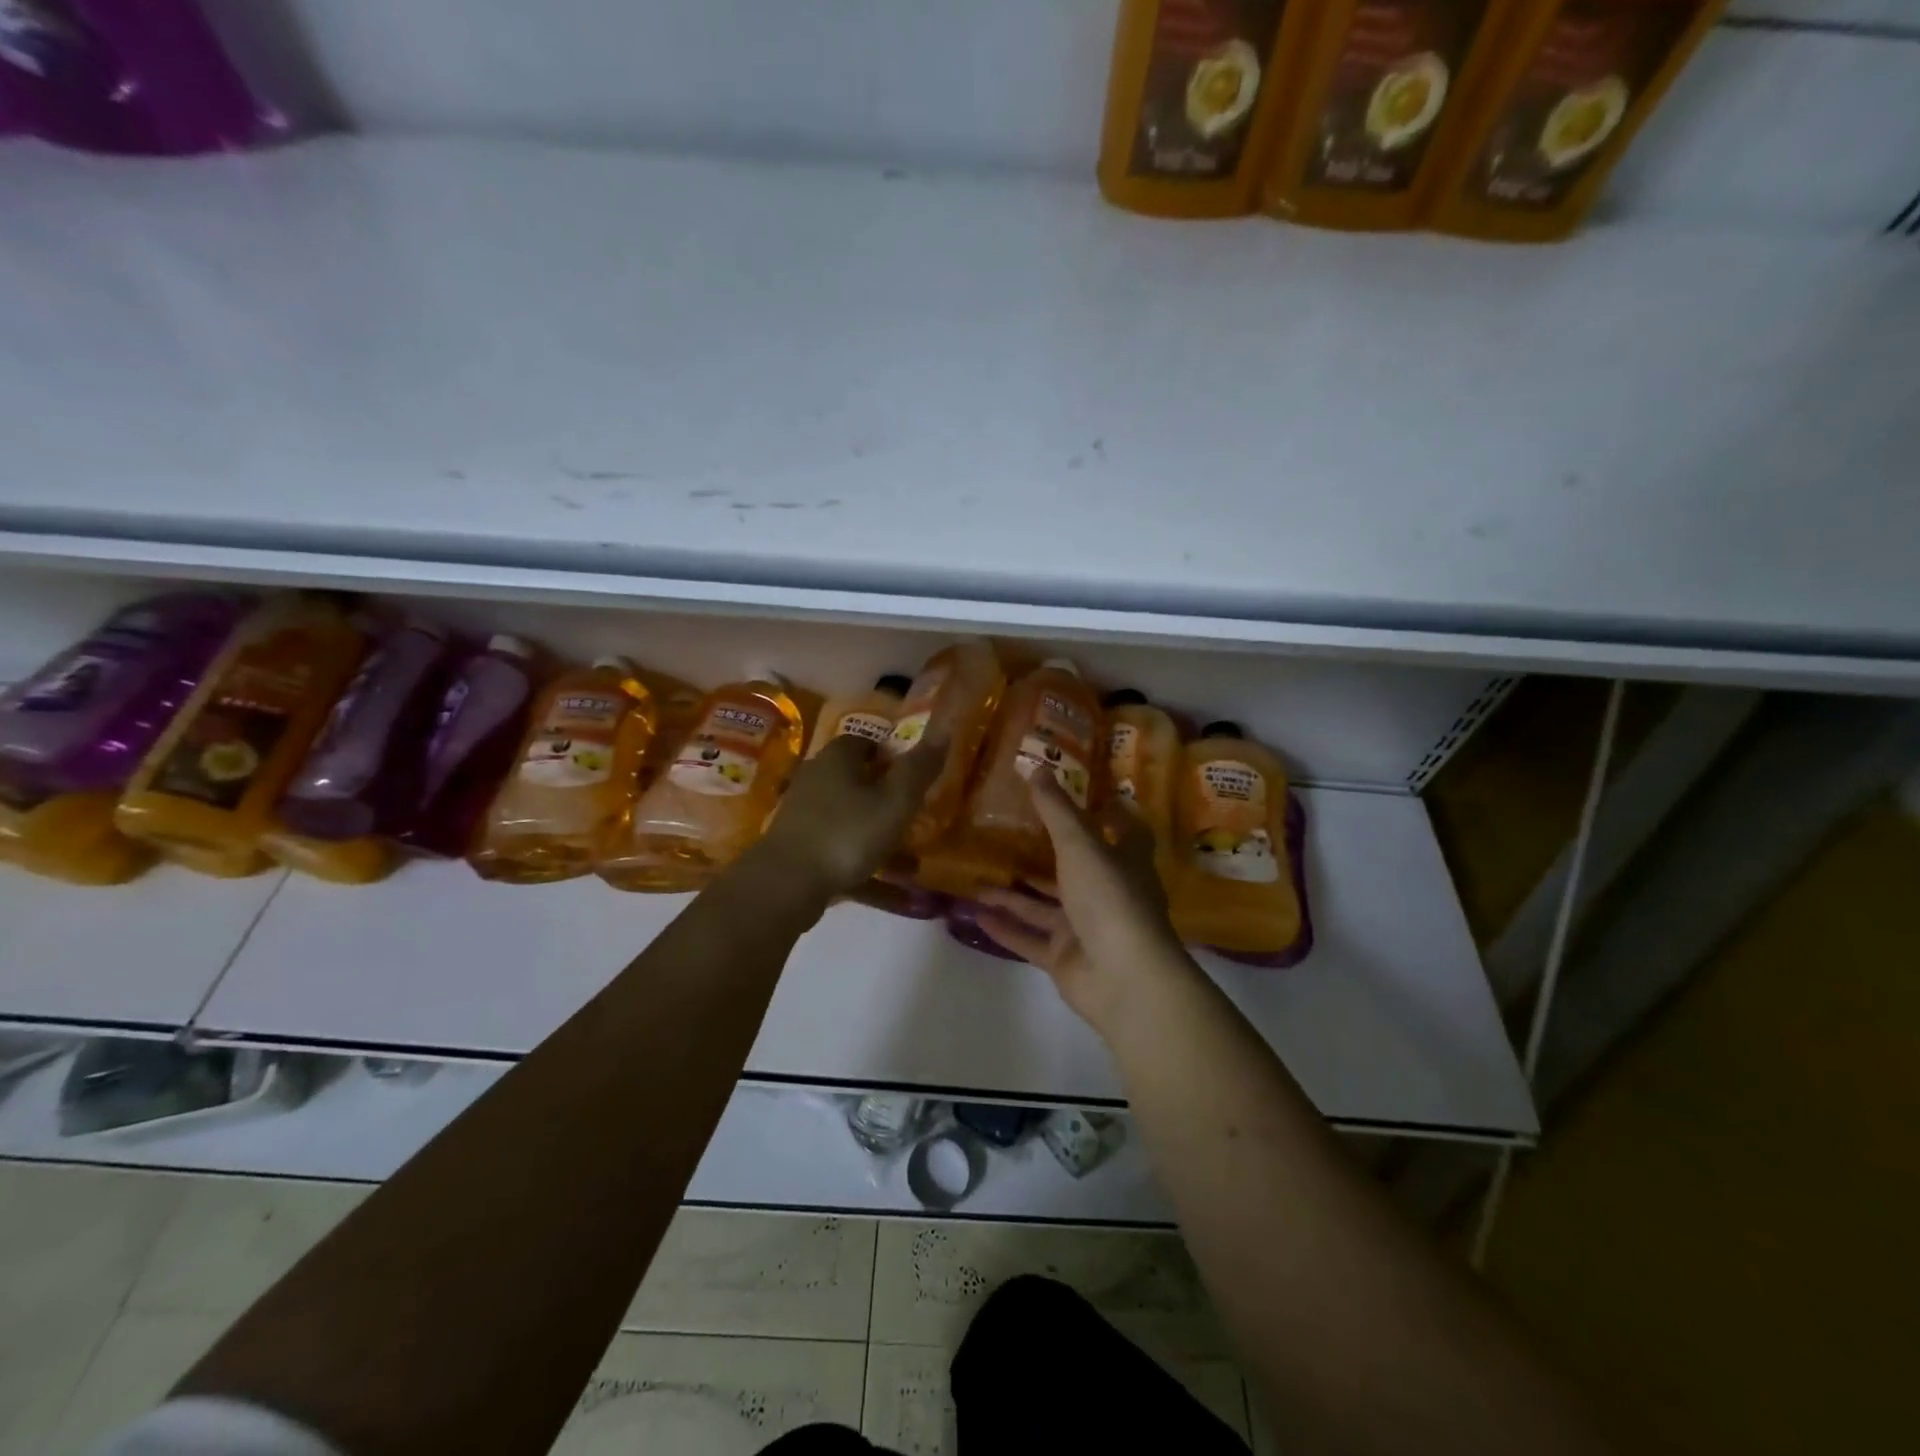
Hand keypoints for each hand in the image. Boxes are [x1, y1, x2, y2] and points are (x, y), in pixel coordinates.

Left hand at [752, 733, 945, 902]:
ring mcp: (804, 813)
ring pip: (851, 816)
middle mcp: (817, 777)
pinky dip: (865, 861)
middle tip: (916, 813)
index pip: (868, 742)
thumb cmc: (847, 833)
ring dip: (878, 832)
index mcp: (838, 757)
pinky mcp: (799, 846)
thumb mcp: (895, 801)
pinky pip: (841, 848)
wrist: (786, 884)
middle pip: (858, 779)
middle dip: (887, 794)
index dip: (894, 754)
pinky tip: (891, 888)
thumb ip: (919, 768)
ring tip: (911, 856)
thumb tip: (944, 730)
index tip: (917, 775)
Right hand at [975, 773, 1197, 1034]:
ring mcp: (1085, 928)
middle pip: (1073, 868)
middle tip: (1006, 832)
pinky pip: (1029, 939)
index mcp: (1124, 861)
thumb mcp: (1080, 845)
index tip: (1084, 792)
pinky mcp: (1065, 958)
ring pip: (1043, 906)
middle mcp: (1106, 892)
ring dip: (1012, 893)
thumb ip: (1056, 810)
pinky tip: (974, 913)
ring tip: (977, 876)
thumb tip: (1036, 767)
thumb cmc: (1110, 897)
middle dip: (1042, 854)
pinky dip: (1005, 927)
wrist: (1123, 978)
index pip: (1123, 830)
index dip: (1108, 811)